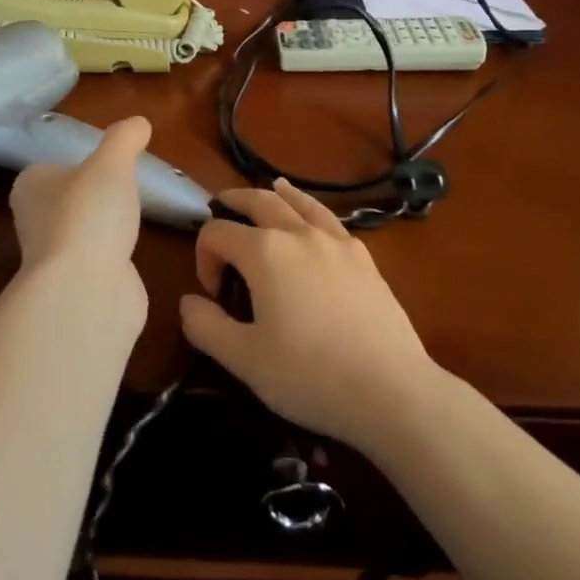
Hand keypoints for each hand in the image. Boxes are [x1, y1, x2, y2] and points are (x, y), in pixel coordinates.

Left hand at [8, 117, 151, 328]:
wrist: (85, 292)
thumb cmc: (88, 215)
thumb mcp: (111, 163)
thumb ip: (124, 139)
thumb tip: (139, 122)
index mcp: (31, 187)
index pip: (50, 168)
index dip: (77, 164)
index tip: (107, 163)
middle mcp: (35, 221)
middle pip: (67, 201)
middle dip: (93, 197)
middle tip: (126, 187)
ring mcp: (56, 258)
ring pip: (84, 232)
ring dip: (105, 228)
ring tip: (134, 218)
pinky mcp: (78, 287)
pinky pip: (100, 262)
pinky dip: (115, 257)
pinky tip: (134, 252)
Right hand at [179, 180, 437, 452]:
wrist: (391, 390)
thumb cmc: (310, 376)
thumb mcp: (244, 360)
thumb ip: (206, 326)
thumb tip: (189, 301)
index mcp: (264, 252)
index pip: (217, 233)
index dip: (203, 257)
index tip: (212, 294)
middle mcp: (298, 234)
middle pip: (258, 202)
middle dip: (234, 203)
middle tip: (220, 209)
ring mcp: (336, 242)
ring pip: (300, 203)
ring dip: (276, 194)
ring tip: (270, 188)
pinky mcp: (364, 258)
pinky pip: (330, 220)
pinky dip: (312, 209)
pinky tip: (314, 221)